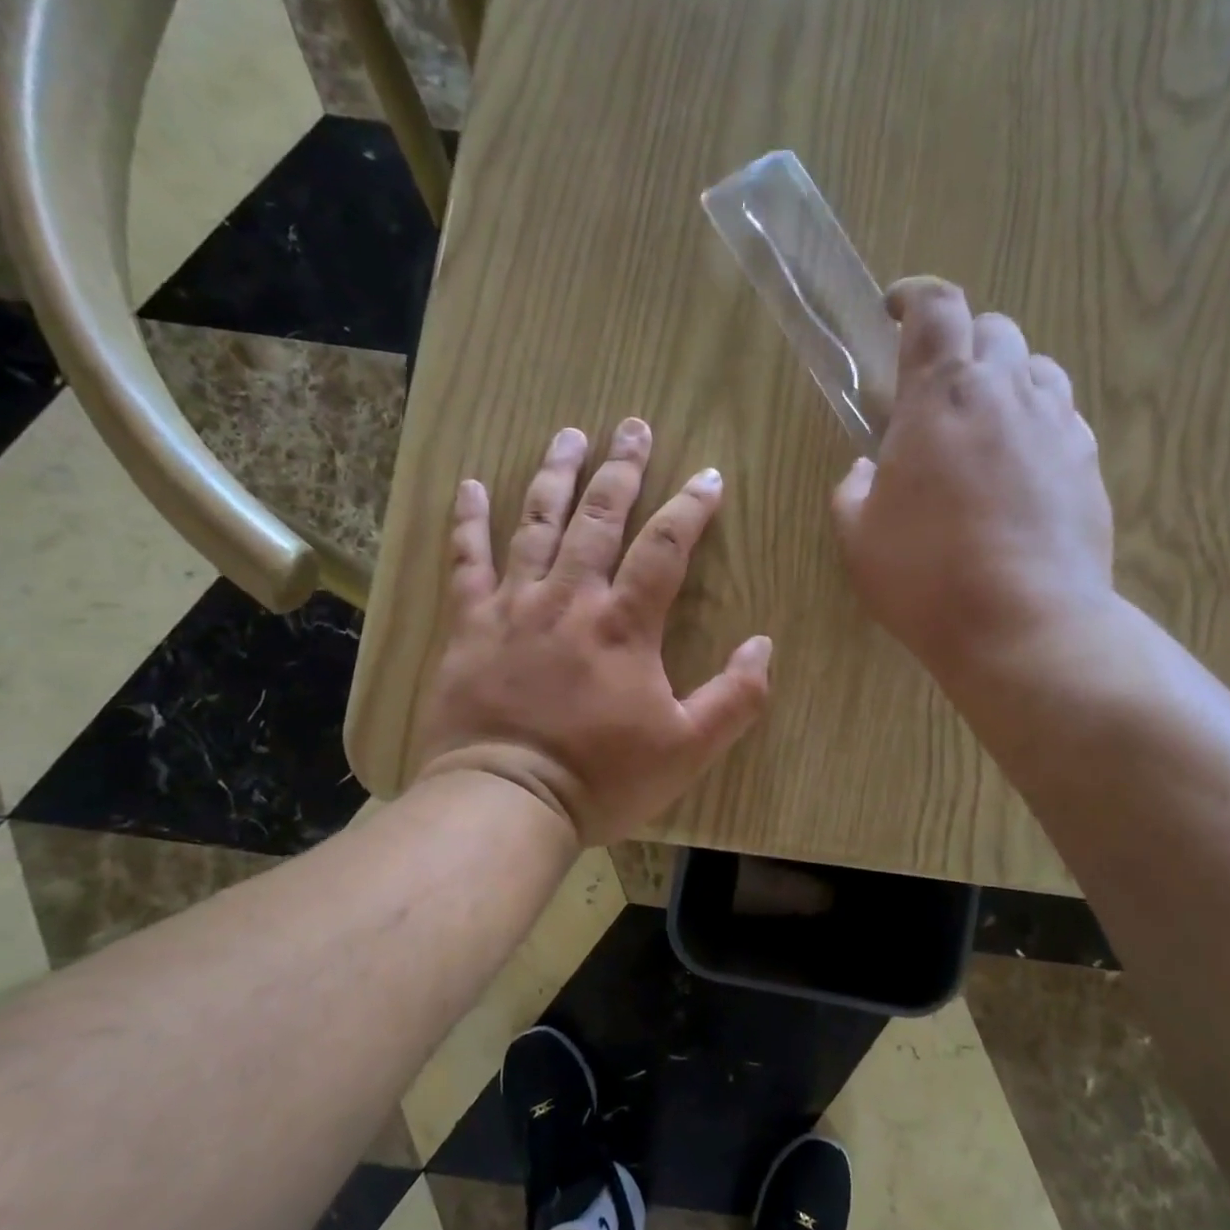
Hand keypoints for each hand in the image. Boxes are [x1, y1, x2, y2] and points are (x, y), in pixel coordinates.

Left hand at [411, 418, 771, 846]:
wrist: (506, 801)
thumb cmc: (603, 777)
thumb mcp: (689, 748)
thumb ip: (736, 697)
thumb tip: (764, 645)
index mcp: (625, 624)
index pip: (666, 547)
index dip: (690, 507)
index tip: (708, 476)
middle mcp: (570, 598)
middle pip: (600, 517)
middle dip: (621, 469)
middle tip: (632, 427)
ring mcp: (514, 606)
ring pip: (536, 524)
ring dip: (555, 476)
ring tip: (568, 435)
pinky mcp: (469, 626)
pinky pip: (465, 561)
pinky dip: (467, 521)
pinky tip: (471, 484)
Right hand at [832, 277, 1117, 687]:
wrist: (1025, 625)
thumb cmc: (926, 578)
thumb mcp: (859, 538)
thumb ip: (853, 490)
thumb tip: (867, 468)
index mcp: (940, 396)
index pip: (936, 308)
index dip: (914, 296)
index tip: (895, 309)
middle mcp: (1006, 392)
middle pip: (993, 329)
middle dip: (962, 344)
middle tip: (936, 392)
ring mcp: (1058, 425)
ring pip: (1037, 369)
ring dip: (1005, 382)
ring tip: (982, 429)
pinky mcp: (1088, 464)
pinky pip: (1063, 418)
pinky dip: (1036, 425)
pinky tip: (1020, 471)